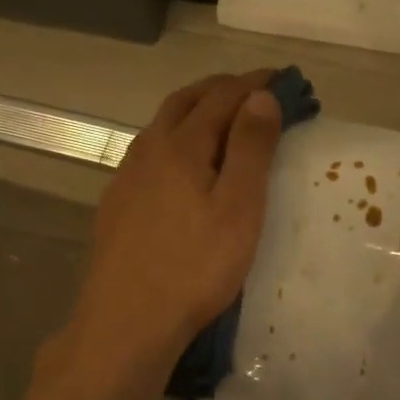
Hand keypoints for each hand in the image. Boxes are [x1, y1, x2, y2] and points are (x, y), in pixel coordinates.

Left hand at [62, 71, 282, 378]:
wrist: (126, 320)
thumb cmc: (194, 267)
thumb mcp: (238, 208)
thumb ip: (250, 148)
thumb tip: (260, 96)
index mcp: (181, 145)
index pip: (223, 96)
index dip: (255, 83)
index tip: (283, 78)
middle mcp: (148, 150)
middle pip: (185, 101)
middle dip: (221, 89)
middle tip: (253, 91)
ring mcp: (126, 177)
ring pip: (161, 126)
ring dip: (193, 112)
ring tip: (220, 121)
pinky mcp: (116, 204)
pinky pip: (148, 154)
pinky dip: (173, 141)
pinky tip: (179, 167)